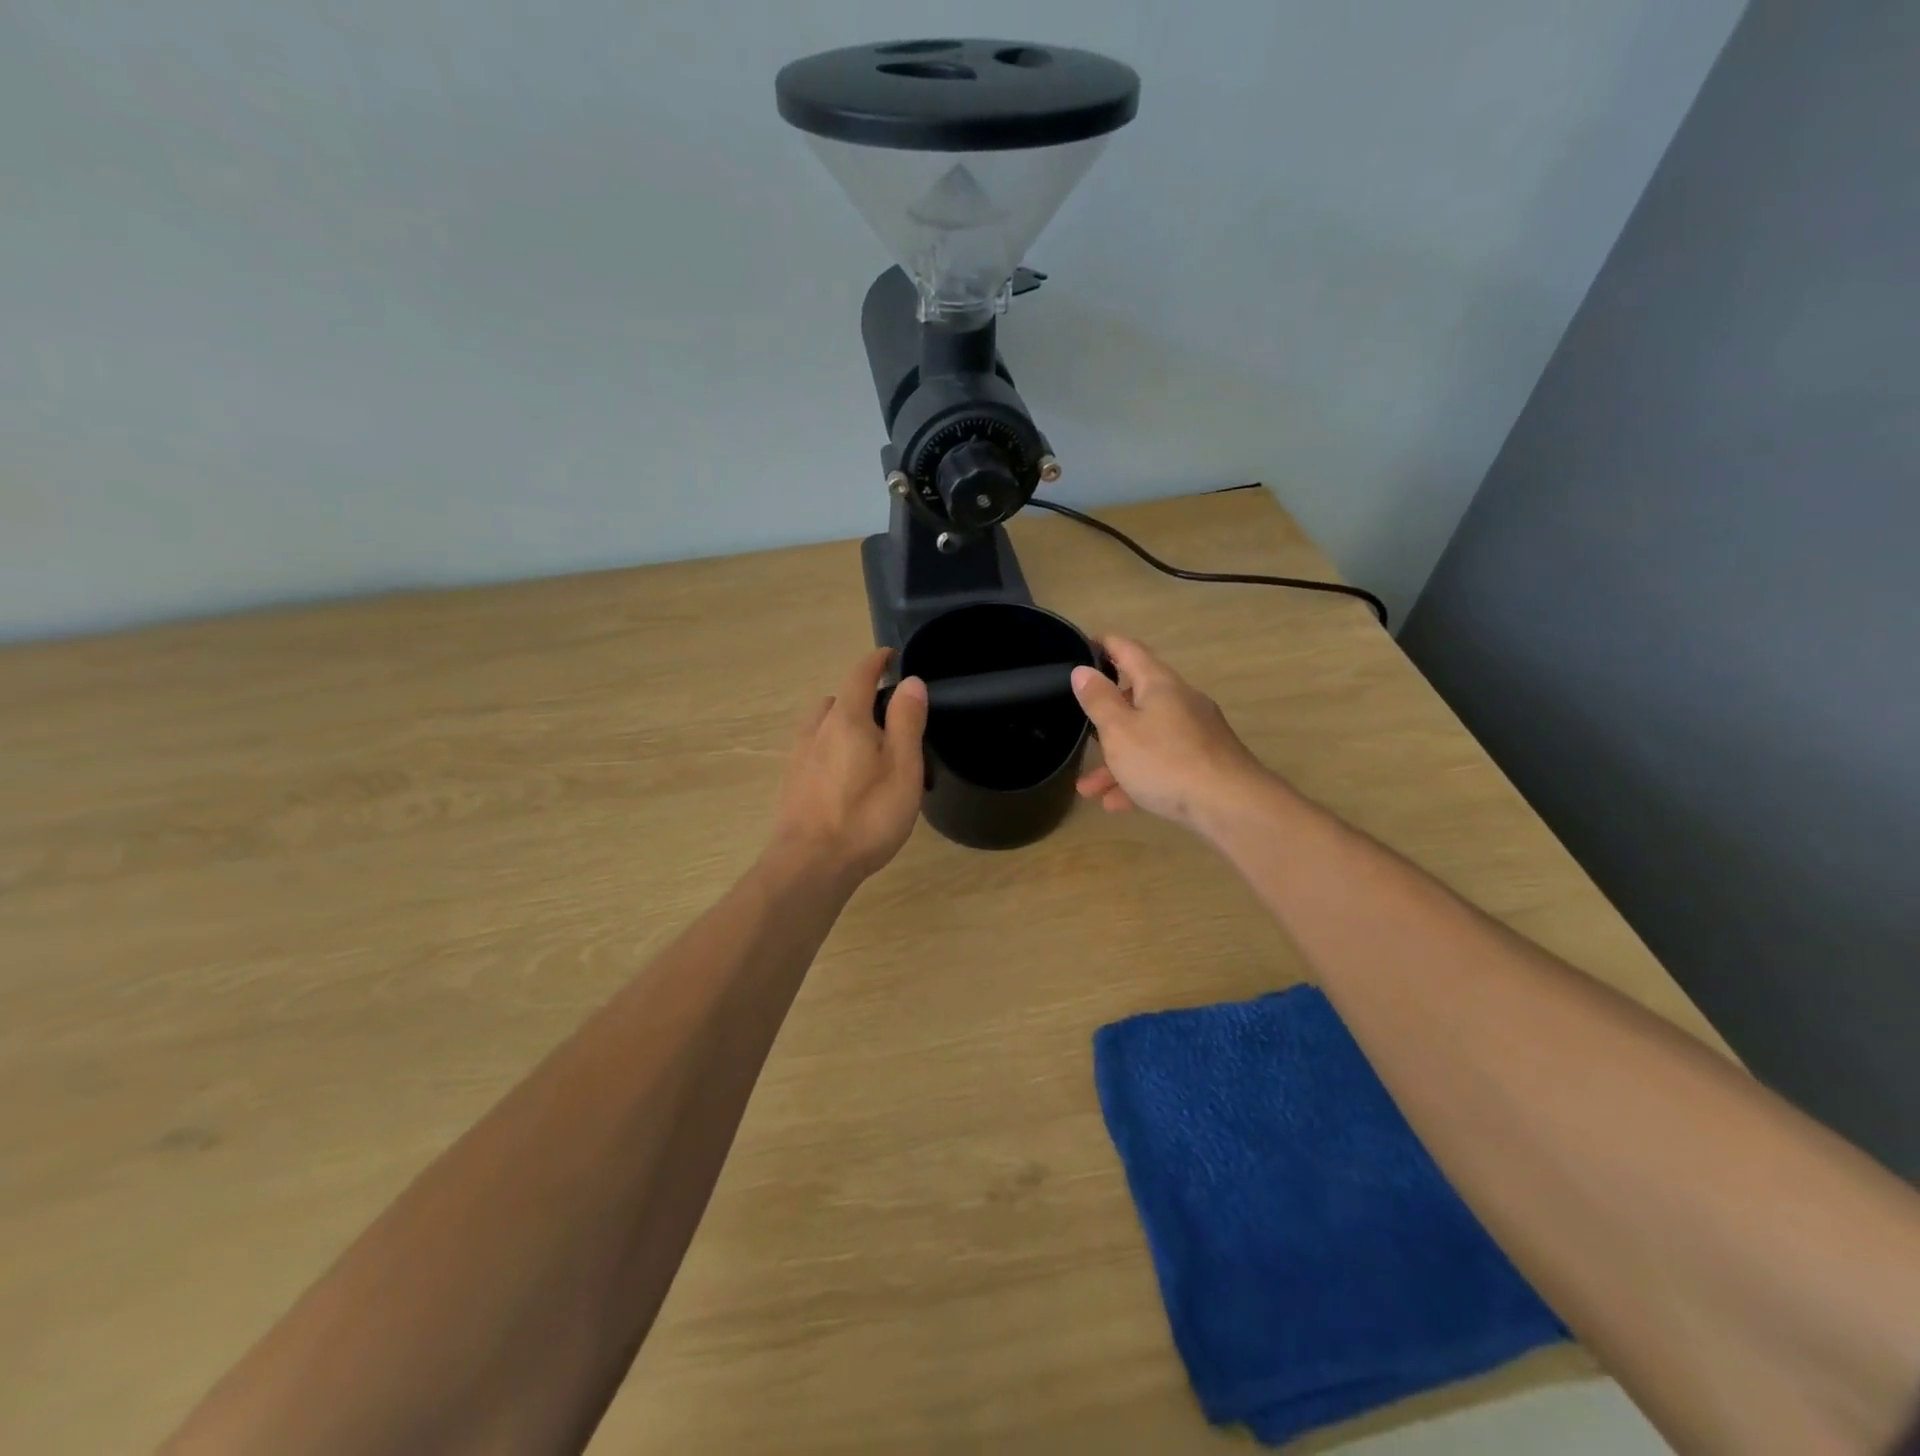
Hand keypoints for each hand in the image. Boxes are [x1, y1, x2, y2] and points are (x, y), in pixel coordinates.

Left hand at [773, 649, 928, 880]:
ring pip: (822, 726)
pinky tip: (844, 776)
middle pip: (837, 700)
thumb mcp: (902, 768)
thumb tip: (911, 681)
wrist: (810, 865)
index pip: (860, 675)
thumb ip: (907, 721)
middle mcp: (816, 730)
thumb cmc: (867, 816)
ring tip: (866, 748)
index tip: (890, 656)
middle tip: (888, 718)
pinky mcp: (792, 783)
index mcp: (846, 720)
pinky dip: (830, 748)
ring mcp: (799, 757)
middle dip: (860, 698)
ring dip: (842, 724)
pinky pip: (814, 750)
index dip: (876, 662)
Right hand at [1071, 636, 1267, 833]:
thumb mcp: (1120, 731)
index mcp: (1159, 684)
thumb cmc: (1166, 761)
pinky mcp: (1204, 762)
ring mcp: (1195, 732)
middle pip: (1137, 698)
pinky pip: (1163, 762)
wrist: (1231, 806)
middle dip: (1105, 716)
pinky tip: (1117, 803)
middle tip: (1080, 724)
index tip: (1082, 644)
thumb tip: (1083, 670)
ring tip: (1088, 788)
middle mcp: (1180, 701)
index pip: (1129, 650)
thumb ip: (1099, 700)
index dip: (1105, 644)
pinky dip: (1138, 777)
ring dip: (1115, 759)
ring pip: (1146, 737)